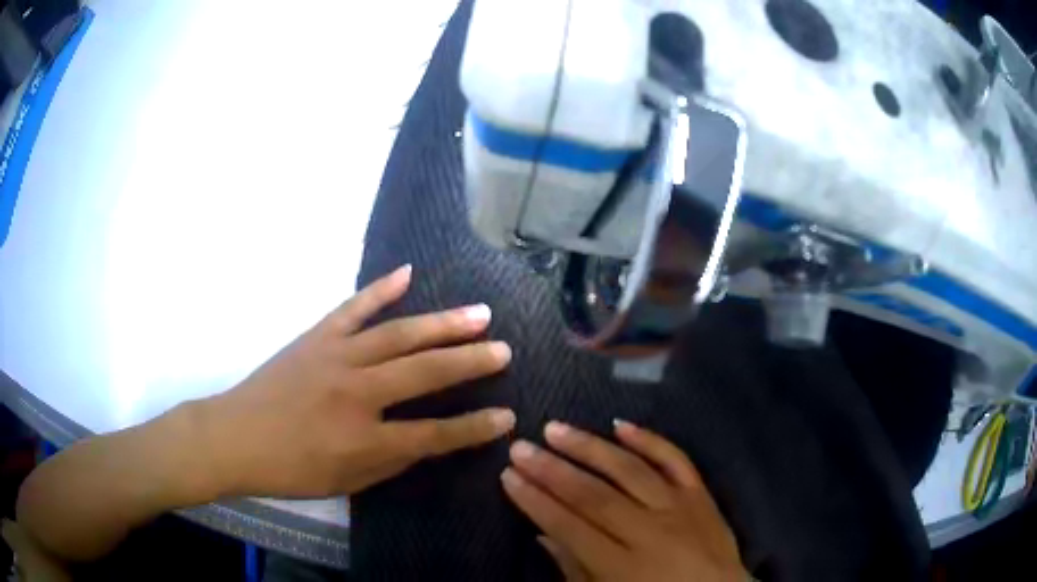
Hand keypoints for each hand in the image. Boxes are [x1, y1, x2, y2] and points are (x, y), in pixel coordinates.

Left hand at [199, 264, 515, 497]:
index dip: (474, 428)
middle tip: (503, 349)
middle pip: (425, 373)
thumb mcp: (346, 482)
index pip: (435, 434)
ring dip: (442, 323)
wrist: (235, 437)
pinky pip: (354, 308)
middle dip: (470, 362)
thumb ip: (391, 461)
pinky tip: (407, 273)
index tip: (507, 417)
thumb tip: (426, 440)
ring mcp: (336, 357)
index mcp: (365, 440)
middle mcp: (357, 393)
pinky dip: (381, 288)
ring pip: (398, 334)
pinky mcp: (317, 337)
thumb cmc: (291, 470)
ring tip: (478, 313)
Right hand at [502, 421, 746, 581]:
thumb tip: (545, 536)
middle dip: (552, 471)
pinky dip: (649, 440)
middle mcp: (650, 532)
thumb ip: (575, 570)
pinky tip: (620, 425)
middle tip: (520, 447)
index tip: (508, 476)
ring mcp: (679, 508)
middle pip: (595, 496)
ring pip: (629, 471)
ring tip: (556, 429)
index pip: (571, 527)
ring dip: (590, 448)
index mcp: (624, 567)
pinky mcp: (700, 495)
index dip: (536, 502)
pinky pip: (675, 460)